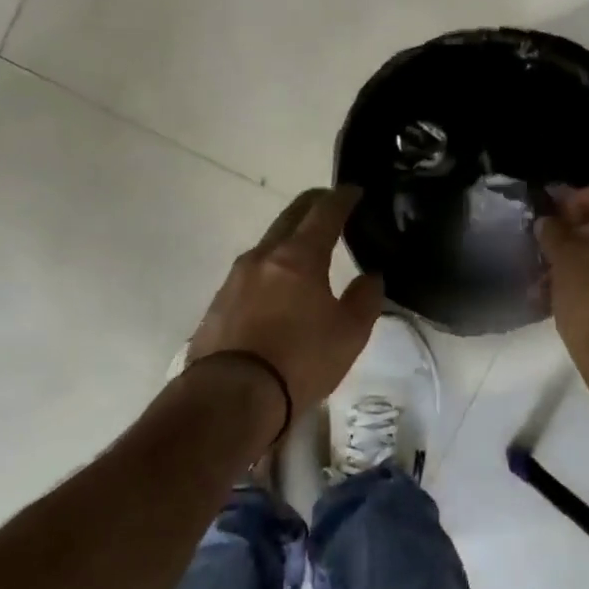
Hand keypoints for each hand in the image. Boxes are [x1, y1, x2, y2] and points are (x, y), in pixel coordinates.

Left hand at [188, 187, 384, 420]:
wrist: (230, 397)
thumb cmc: (299, 361)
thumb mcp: (349, 334)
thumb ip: (365, 299)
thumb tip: (371, 276)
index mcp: (299, 256)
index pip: (324, 212)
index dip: (342, 198)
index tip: (354, 191)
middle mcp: (263, 256)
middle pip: (290, 216)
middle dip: (313, 205)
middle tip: (331, 205)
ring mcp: (235, 277)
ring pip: (268, 243)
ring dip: (289, 236)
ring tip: (307, 248)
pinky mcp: (218, 302)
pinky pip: (251, 271)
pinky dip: (271, 266)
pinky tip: (278, 285)